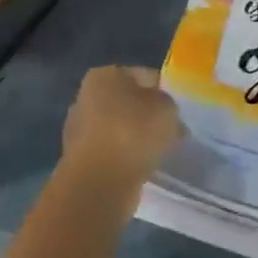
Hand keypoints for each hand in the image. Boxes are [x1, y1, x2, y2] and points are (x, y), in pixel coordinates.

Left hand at [61, 66, 180, 194]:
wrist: (99, 183)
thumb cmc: (133, 134)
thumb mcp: (166, 109)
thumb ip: (167, 104)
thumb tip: (163, 111)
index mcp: (104, 75)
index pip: (142, 76)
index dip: (163, 91)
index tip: (178, 110)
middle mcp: (85, 96)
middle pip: (127, 102)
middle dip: (148, 115)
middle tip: (171, 131)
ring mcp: (79, 128)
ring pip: (119, 128)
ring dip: (136, 138)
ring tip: (159, 152)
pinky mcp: (79, 158)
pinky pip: (111, 151)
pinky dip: (125, 157)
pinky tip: (142, 167)